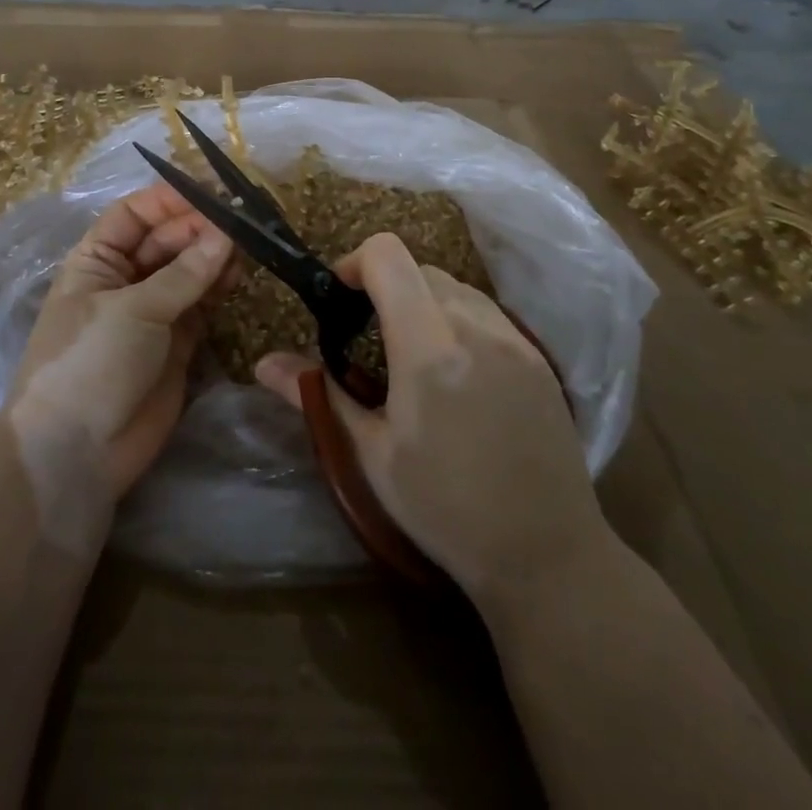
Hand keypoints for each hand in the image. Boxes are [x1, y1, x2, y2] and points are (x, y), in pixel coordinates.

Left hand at [5, 183, 232, 497]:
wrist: (76, 453)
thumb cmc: (91, 362)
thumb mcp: (134, 310)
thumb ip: (185, 273)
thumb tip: (227, 233)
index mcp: (97, 260)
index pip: (135, 214)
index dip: (170, 199)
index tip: (214, 190)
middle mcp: (124, 278)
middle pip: (166, 239)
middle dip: (200, 227)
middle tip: (243, 220)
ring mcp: (152, 310)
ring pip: (188, 270)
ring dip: (214, 255)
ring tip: (247, 246)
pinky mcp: (176, 341)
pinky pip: (201, 302)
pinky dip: (218, 287)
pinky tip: (238, 275)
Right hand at [255, 233, 607, 607]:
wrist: (548, 556)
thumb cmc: (446, 510)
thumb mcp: (372, 455)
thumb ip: (319, 396)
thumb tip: (263, 363)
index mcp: (428, 347)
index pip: (388, 256)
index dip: (354, 263)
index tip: (339, 299)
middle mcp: (475, 326)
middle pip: (419, 268)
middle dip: (385, 286)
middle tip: (369, 337)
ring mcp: (514, 338)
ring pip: (455, 286)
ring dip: (422, 300)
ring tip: (412, 355)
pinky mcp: (538, 356)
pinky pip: (487, 311)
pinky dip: (457, 318)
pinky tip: (457, 373)